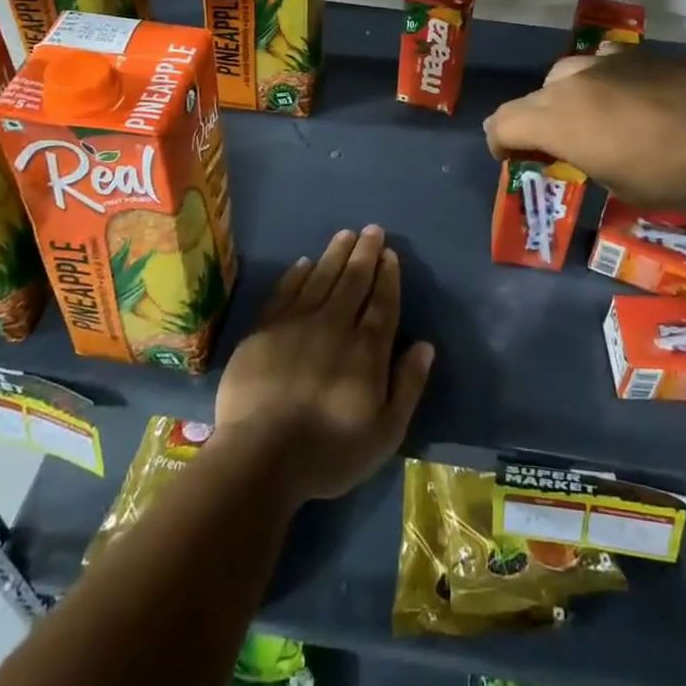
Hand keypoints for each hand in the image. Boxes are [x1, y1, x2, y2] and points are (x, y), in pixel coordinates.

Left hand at [215, 226, 434, 505]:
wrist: (260, 456)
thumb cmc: (329, 451)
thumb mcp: (385, 432)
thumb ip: (408, 385)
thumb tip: (425, 345)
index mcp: (366, 349)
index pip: (382, 303)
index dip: (388, 276)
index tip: (390, 253)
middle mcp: (334, 325)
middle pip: (353, 281)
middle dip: (365, 253)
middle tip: (372, 229)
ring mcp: (296, 323)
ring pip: (320, 277)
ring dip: (335, 254)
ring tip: (345, 234)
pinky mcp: (264, 329)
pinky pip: (285, 290)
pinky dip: (297, 274)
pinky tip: (304, 262)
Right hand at [485, 52, 685, 205]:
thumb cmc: (664, 174)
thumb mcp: (611, 182)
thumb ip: (579, 158)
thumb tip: (575, 149)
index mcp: (556, 121)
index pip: (503, 123)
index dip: (499, 142)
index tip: (509, 157)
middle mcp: (569, 85)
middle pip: (529, 99)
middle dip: (528, 122)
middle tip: (545, 144)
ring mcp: (601, 63)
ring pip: (561, 75)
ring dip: (560, 96)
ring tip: (581, 115)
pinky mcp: (631, 54)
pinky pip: (598, 60)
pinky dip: (596, 77)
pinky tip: (615, 90)